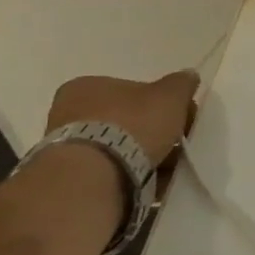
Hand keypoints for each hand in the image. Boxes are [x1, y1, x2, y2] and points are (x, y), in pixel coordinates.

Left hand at [45, 70, 199, 167]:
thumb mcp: (170, 96)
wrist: (96, 173)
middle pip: (125, 119)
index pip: (132, 91)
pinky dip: (129, 172)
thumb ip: (181, 83)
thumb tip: (188, 75)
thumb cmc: (132, 124)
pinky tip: (148, 179)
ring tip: (165, 166)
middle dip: (151, 131)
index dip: (161, 103)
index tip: (180, 118)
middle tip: (175, 143)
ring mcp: (65, 144)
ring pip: (117, 145)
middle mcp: (68, 110)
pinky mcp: (70, 173)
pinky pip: (109, 168)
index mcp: (88, 85)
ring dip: (142, 153)